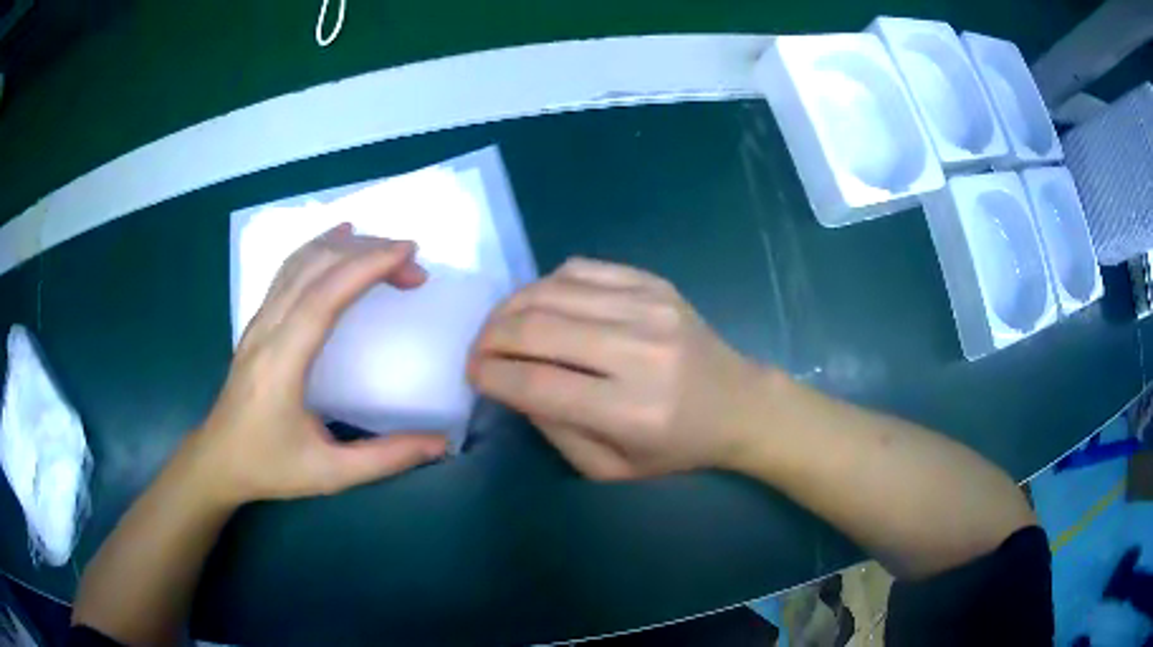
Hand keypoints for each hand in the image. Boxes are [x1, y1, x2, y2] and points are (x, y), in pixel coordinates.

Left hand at [196, 224, 447, 505]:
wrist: (218, 461)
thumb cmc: (270, 467)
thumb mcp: (331, 474)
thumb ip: (386, 458)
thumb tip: (440, 443)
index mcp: (282, 364)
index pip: (323, 298)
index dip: (366, 267)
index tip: (407, 254)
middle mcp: (267, 331)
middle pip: (314, 269)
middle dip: (366, 253)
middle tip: (412, 262)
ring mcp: (258, 322)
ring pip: (298, 263)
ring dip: (343, 247)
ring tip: (384, 247)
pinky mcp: (257, 322)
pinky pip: (287, 272)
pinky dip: (317, 249)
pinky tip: (336, 242)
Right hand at [468, 258, 770, 479]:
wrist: (737, 402)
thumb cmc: (676, 447)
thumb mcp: (611, 468)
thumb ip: (556, 430)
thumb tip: (512, 383)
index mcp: (632, 411)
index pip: (538, 383)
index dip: (491, 374)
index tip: (472, 374)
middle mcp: (641, 351)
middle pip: (538, 327)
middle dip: (490, 336)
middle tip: (478, 350)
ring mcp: (650, 306)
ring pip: (551, 291)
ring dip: (510, 307)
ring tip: (499, 327)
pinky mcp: (653, 282)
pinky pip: (578, 269)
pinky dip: (545, 285)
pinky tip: (540, 305)